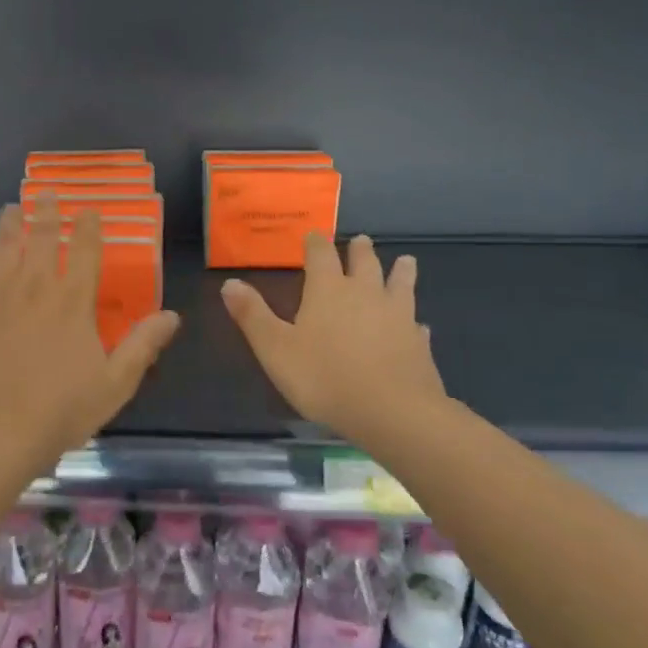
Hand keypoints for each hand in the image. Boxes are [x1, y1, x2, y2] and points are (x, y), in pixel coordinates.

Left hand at [0, 196, 180, 464]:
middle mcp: (33, 286)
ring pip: (3, 245)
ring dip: (10, 223)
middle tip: (47, 192)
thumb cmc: (59, 411)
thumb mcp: (115, 384)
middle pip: (40, 237)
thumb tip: (172, 315)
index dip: (89, 226)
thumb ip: (142, 345)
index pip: (84, 250)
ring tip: (13, 207)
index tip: (89, 209)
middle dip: (46, 212)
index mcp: (72, 301)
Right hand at [221, 233, 448, 441]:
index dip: (316, 243)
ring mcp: (397, 316)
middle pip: (364, 262)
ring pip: (400, 285)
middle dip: (359, 250)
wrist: (392, 412)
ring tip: (404, 261)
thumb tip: (229, 282)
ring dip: (400, 272)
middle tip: (360, 240)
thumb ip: (252, 315)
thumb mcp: (275, 348)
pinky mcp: (418, 343)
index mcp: (328, 289)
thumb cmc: (324, 377)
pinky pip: (416, 324)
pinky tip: (418, 325)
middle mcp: (365, 293)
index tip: (314, 235)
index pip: (321, 254)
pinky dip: (413, 320)